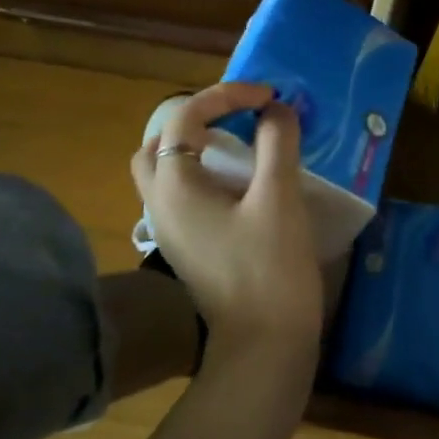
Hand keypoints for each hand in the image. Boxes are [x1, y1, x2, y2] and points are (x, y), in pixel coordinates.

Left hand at [132, 83, 323, 366]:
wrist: (263, 343)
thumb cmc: (270, 268)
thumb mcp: (279, 198)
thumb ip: (277, 144)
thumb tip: (277, 109)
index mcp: (174, 186)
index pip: (185, 117)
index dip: (227, 95)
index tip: (270, 97)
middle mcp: (159, 203)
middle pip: (160, 142)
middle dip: (198, 117)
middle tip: (241, 115)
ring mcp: (168, 228)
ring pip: (165, 169)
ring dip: (195, 146)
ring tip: (239, 141)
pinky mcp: (185, 245)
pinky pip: (181, 192)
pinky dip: (202, 172)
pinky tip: (239, 180)